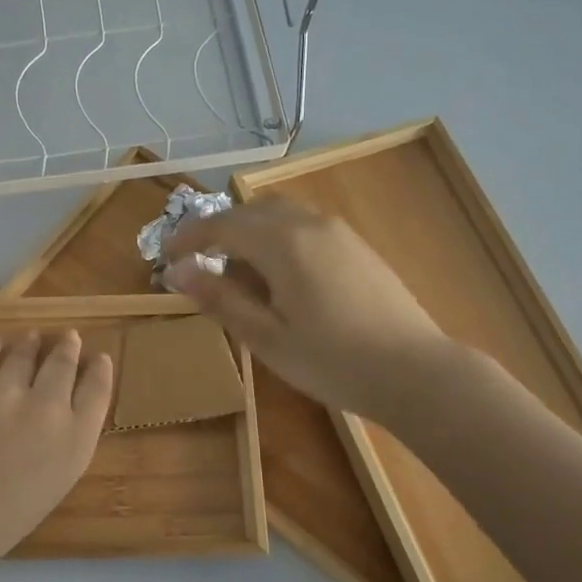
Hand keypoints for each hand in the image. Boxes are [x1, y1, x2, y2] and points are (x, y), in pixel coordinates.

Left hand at [0, 329, 113, 581]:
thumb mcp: (51, 487)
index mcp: (76, 441)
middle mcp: (49, 406)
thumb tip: (62, 414)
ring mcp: (7, 388)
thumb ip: (64, 445)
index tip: (98, 359)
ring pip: (27, 349)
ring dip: (33, 343)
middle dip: (68, 348)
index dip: (99, 369)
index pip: (98, 388)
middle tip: (68, 339)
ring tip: (32, 339)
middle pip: (65, 362)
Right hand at [161, 197, 449, 418]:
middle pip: (251, 210)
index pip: (222, 225)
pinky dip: (277, 237)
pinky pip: (304, 225)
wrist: (415, 371)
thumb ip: (221, 299)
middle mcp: (310, 224)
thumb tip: (178, 271)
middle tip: (198, 263)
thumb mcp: (266, 337)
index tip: (166, 257)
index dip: (189, 237)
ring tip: (236, 270)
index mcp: (283, 243)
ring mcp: (338, 232)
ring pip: (280, 214)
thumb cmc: (332, 361)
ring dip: (249, 231)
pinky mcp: (357, 246)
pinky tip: (279, 276)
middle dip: (218, 230)